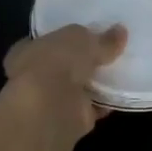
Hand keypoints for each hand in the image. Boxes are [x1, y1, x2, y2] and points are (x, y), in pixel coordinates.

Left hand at [2, 24, 127, 143]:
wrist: (51, 107)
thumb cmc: (56, 61)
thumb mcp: (81, 38)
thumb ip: (100, 38)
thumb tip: (120, 31)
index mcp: (28, 50)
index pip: (48, 40)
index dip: (68, 37)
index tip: (91, 34)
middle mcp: (36, 75)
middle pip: (65, 65)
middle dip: (85, 61)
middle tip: (111, 52)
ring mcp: (53, 100)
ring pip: (79, 87)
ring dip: (97, 83)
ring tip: (123, 70)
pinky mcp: (71, 119)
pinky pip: (93, 107)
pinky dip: (106, 102)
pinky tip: (123, 92)